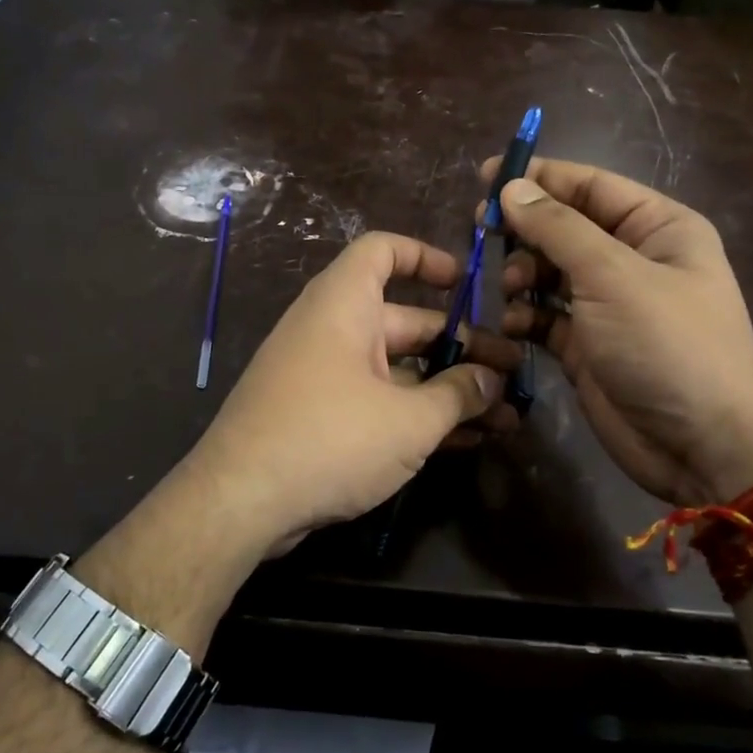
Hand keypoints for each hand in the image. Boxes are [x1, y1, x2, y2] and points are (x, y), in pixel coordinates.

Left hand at [187, 231, 519, 554]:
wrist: (241, 500)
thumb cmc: (330, 438)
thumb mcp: (408, 420)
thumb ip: (458, 395)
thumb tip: (492, 380)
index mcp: (344, 305)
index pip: (382, 251)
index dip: (426, 257)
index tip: (468, 283)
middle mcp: (331, 330)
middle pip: (404, 321)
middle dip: (461, 346)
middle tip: (511, 372)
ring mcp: (323, 375)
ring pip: (396, 369)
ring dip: (446, 389)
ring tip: (504, 415)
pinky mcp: (319, 416)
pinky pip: (377, 400)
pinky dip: (415, 413)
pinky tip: (463, 441)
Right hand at [486, 158, 752, 503]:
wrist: (702, 446)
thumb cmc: (667, 345)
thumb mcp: (613, 276)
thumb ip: (558, 229)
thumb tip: (511, 188)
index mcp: (657, 228)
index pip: (591, 186)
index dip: (540, 178)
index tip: (487, 175)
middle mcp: (633, 260)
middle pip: (565, 228)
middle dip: (525, 230)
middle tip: (481, 232)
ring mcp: (608, 305)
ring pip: (549, 272)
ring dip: (522, 275)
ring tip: (509, 288)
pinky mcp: (586, 345)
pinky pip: (545, 315)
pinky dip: (524, 315)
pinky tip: (512, 324)